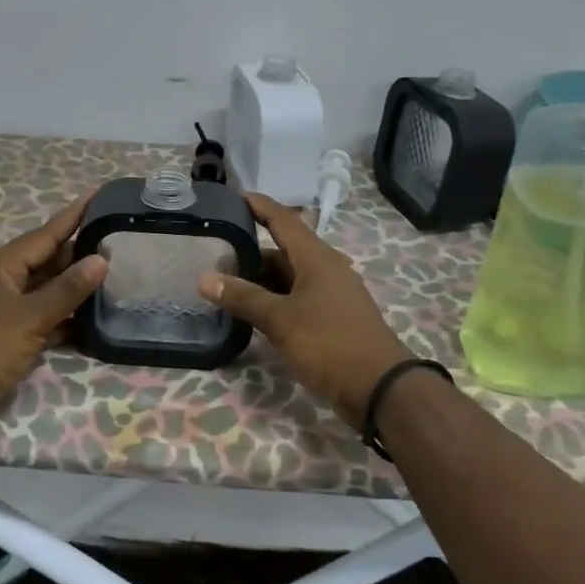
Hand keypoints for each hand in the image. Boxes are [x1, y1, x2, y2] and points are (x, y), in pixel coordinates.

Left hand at [0, 195, 107, 442]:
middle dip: (78, 253)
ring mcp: (4, 310)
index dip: (72, 216)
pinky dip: (64, 316)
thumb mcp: (30, 317)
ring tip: (114, 274)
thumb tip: (100, 259)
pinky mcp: (9, 336)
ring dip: (74, 286)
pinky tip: (93, 317)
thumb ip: (67, 289)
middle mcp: (0, 281)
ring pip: (46, 289)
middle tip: (117, 240)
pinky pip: (43, 316)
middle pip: (46, 260)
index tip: (97, 195)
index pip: (44, 234)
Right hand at [198, 193, 413, 426]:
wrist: (379, 388)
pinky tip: (252, 311)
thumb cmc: (329, 343)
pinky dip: (273, 299)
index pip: (283, 220)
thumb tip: (204, 278)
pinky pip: (296, 298)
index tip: (234, 195)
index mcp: (317, 258)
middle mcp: (325, 269)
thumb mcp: (280, 320)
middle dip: (250, 252)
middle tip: (215, 255)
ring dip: (260, 279)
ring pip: (289, 277)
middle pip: (283, 250)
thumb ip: (243, 297)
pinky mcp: (331, 318)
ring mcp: (330, 294)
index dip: (259, 206)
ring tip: (225, 284)